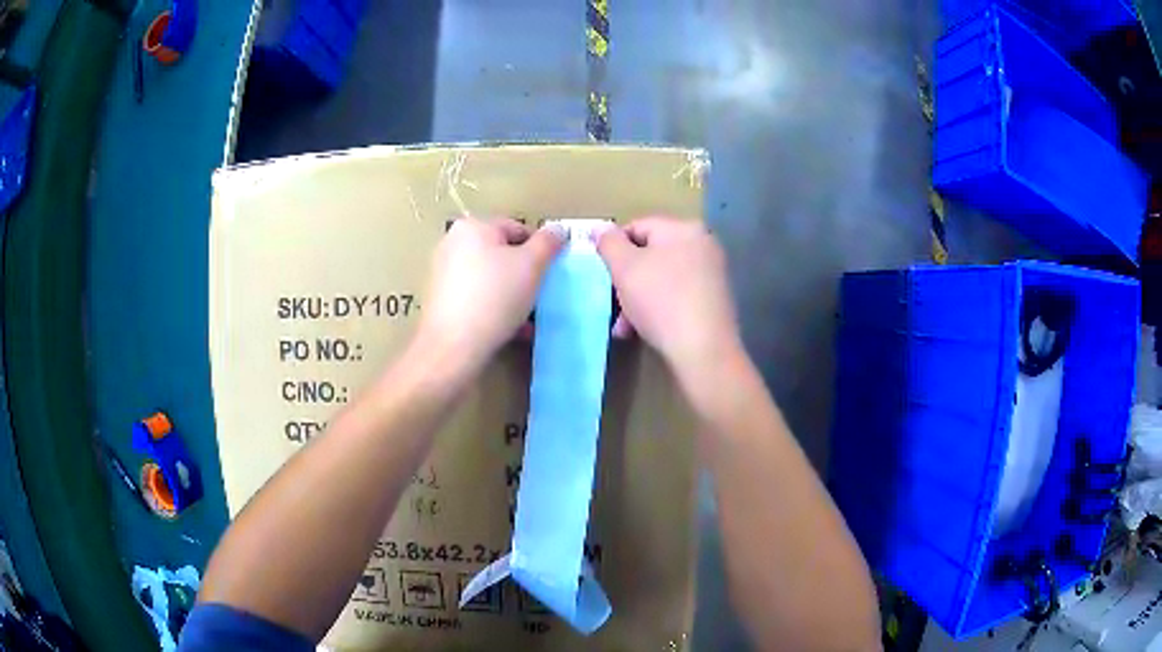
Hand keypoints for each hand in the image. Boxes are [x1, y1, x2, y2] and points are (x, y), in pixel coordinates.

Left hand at [417, 218, 562, 369]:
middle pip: (502, 253)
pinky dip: (494, 306)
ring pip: (490, 277)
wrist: (453, 346)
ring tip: (527, 317)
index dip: (539, 250)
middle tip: (539, 296)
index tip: (549, 275)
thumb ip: (548, 243)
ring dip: (512, 293)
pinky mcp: (441, 299)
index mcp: (473, 226)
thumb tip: (557, 229)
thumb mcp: (532, 265)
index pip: (518, 229)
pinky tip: (510, 328)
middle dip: (524, 274)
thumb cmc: (495, 297)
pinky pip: (477, 295)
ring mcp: (443, 271)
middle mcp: (453, 243)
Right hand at [597, 217, 738, 375]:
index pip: (637, 227)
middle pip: (650, 255)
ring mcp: (712, 274)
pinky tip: (642, 331)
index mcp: (684, 229)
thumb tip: (600, 228)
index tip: (602, 273)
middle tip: (612, 303)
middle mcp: (703, 245)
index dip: (613, 248)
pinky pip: (677, 296)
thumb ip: (609, 243)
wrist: (703, 350)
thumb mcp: (624, 268)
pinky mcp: (714, 301)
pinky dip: (658, 309)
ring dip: (636, 299)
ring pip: (661, 279)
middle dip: (625, 280)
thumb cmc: (661, 301)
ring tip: (623, 326)